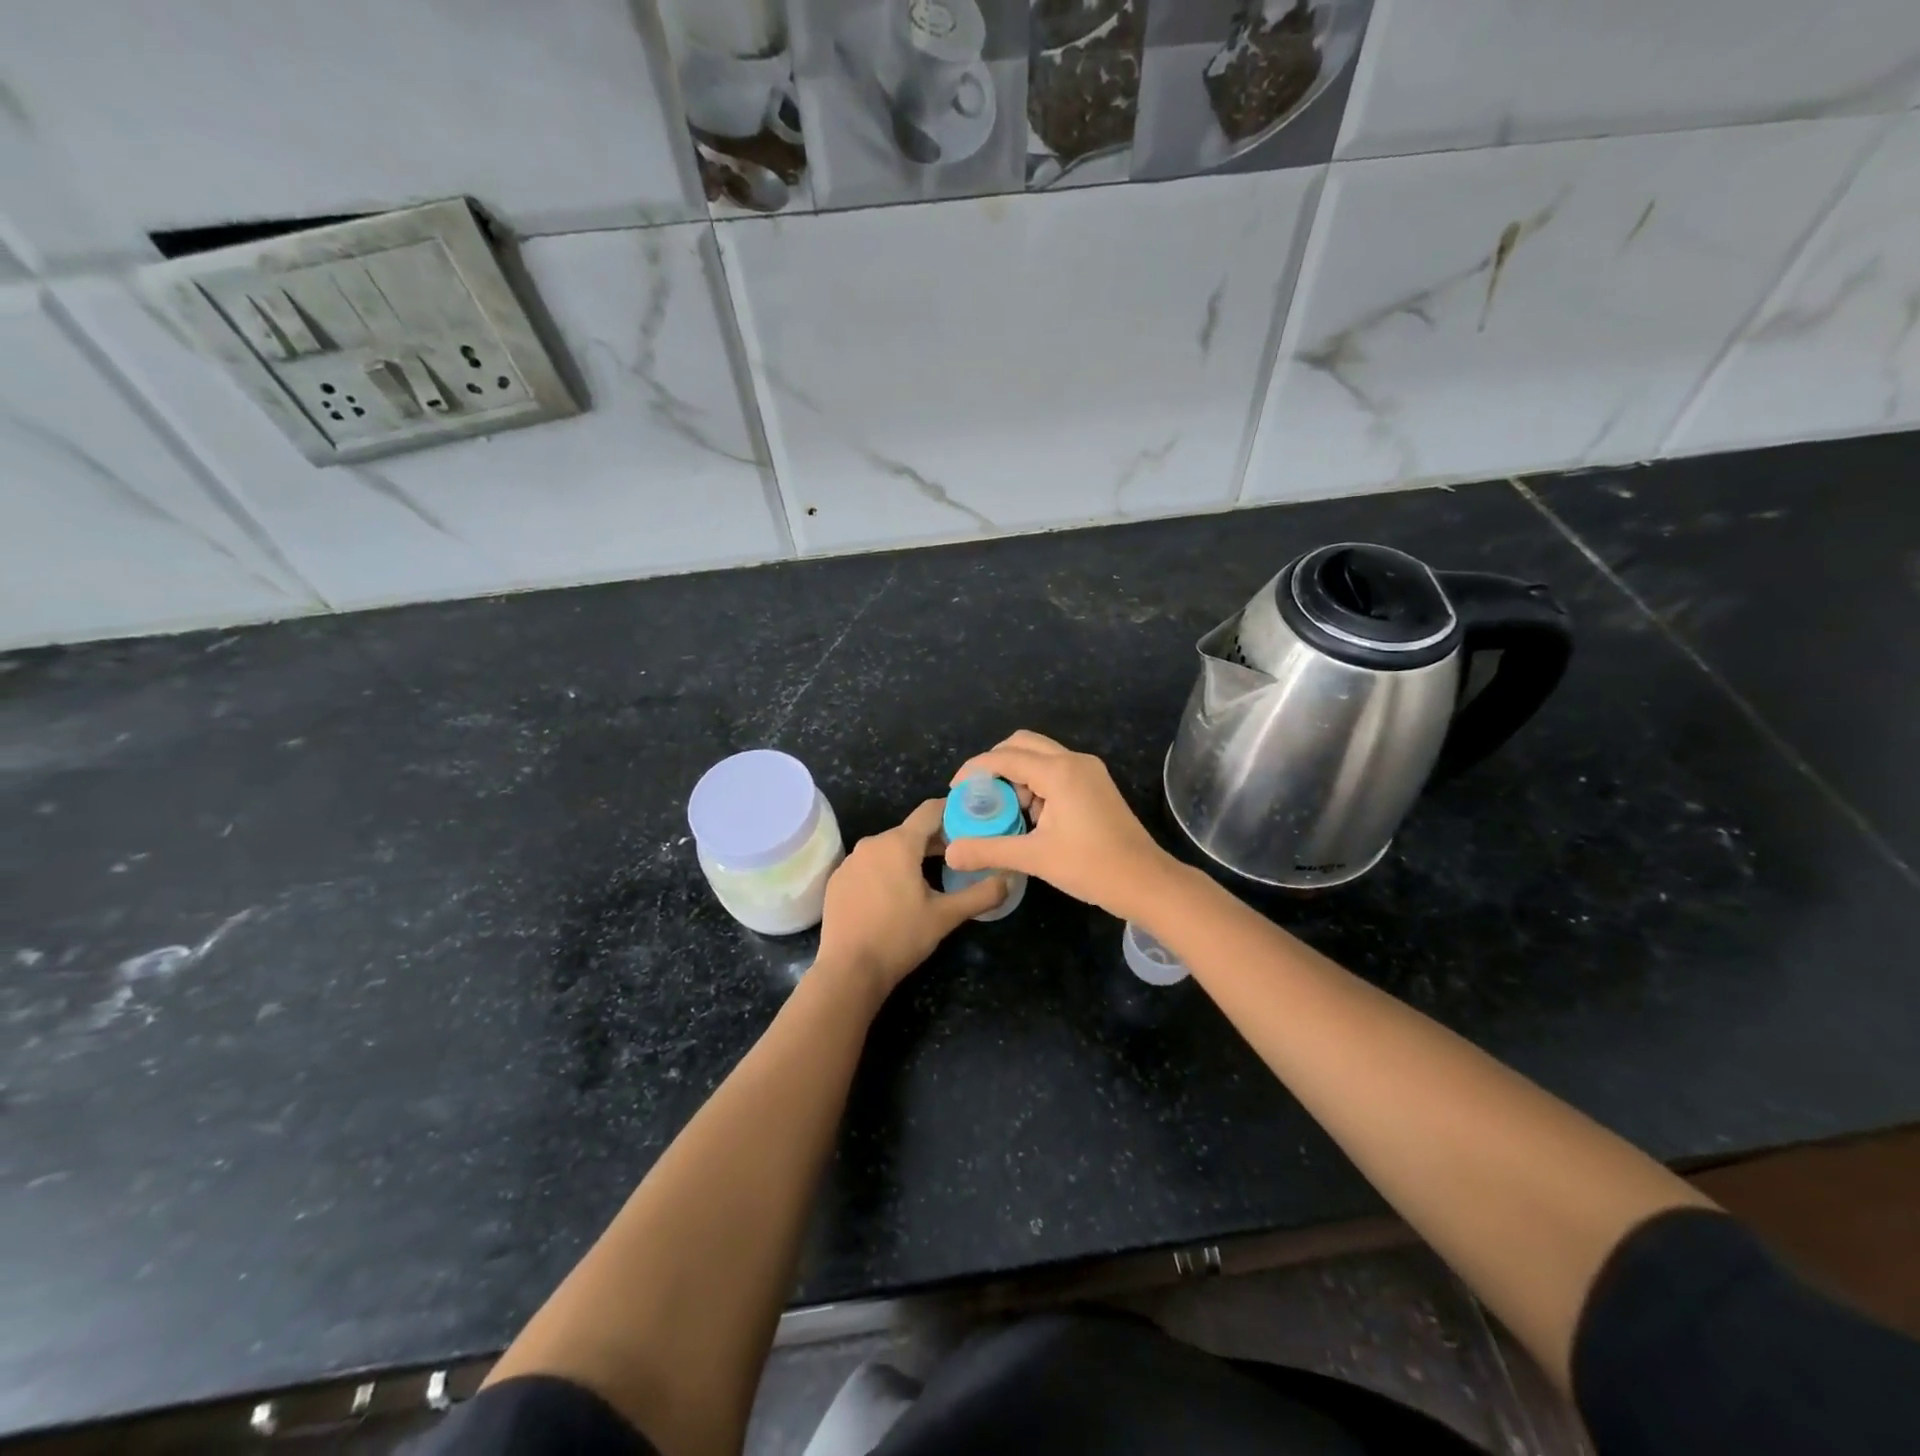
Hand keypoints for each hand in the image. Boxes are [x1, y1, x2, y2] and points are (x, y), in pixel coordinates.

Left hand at [815, 798, 1006, 1000]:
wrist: (849, 970)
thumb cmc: (900, 937)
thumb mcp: (946, 916)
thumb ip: (981, 894)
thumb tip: (1008, 880)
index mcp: (899, 843)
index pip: (931, 810)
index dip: (953, 812)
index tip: (971, 824)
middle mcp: (872, 843)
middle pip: (910, 831)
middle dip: (935, 840)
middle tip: (958, 859)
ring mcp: (851, 861)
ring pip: (888, 848)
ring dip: (910, 857)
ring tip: (929, 879)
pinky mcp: (838, 880)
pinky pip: (869, 865)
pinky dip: (886, 871)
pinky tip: (895, 897)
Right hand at [944, 731, 1176, 920]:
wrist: (1146, 882)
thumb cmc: (1091, 867)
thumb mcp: (1035, 858)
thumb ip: (989, 850)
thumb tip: (951, 852)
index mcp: (1058, 772)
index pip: (1004, 757)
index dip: (975, 770)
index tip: (955, 790)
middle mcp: (1074, 761)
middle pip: (1022, 743)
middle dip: (995, 764)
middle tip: (978, 794)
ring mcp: (1089, 770)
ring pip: (1041, 756)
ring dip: (1017, 774)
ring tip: (1006, 810)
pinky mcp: (1096, 784)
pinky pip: (1056, 769)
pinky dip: (1036, 782)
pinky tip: (1032, 816)